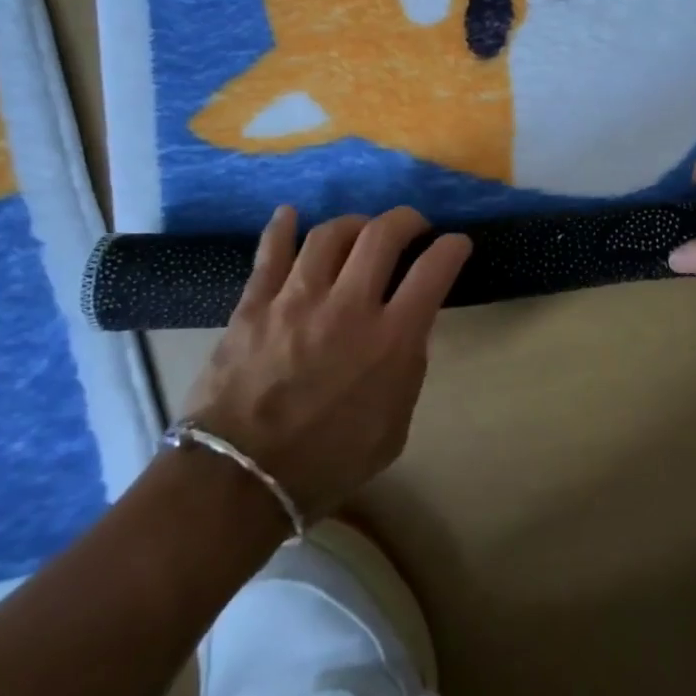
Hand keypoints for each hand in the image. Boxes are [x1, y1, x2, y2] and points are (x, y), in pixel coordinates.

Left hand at [184, 205, 471, 515]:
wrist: (239, 481)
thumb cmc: (327, 463)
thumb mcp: (393, 427)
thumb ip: (407, 370)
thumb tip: (407, 330)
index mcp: (391, 340)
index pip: (434, 270)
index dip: (452, 247)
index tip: (456, 243)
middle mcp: (349, 306)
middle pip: (383, 234)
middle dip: (406, 220)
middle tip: (413, 227)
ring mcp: (297, 299)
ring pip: (330, 234)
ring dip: (354, 224)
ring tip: (360, 231)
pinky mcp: (255, 304)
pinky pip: (271, 252)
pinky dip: (282, 228)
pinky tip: (290, 215)